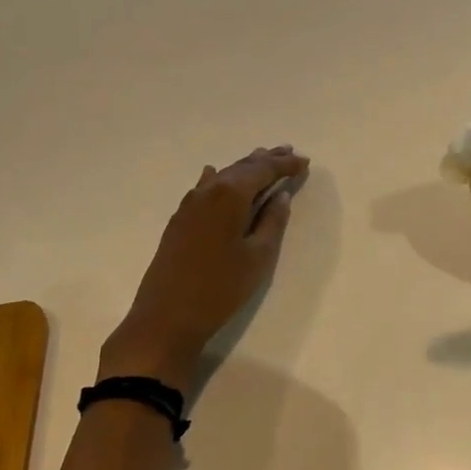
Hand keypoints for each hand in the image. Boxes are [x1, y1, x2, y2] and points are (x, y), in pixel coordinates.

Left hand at [100, 146, 309, 391]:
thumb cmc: (220, 288)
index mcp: (230, 195)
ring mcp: (189, 205)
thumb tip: (280, 196)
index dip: (284, 165)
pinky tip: (216, 175)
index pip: (262, 170)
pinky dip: (220, 179)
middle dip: (266, 160)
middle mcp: (207, 192)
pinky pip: (205, 188)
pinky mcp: (179, 220)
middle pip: (241, 168)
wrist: (166, 317)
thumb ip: (272, 222)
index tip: (304, 162)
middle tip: (288, 152)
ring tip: (262, 159)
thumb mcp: (258, 257)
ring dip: (244, 168)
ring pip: (222, 176)